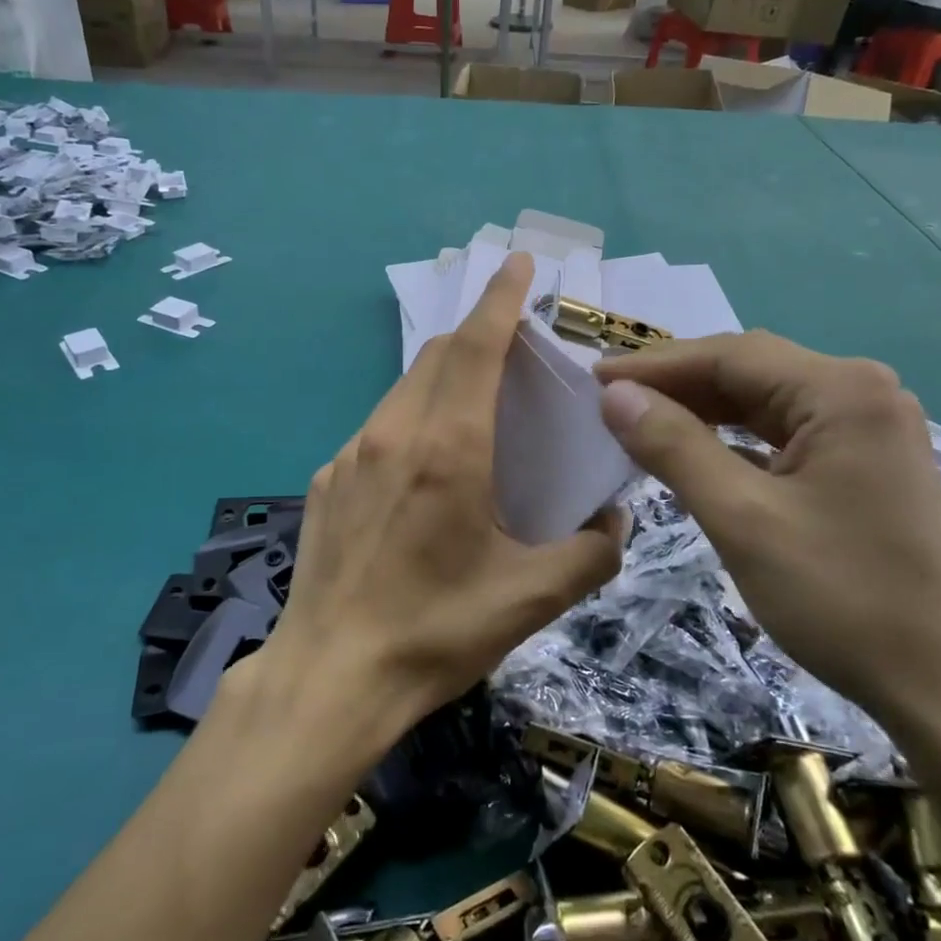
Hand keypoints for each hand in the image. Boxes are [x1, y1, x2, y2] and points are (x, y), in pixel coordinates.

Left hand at [262, 251, 624, 741]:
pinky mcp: (327, 480)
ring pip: (405, 388)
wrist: (331, 677)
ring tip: (475, 403)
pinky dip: (412, 419)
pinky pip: (378, 427)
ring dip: (444, 375)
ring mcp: (351, 455)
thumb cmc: (435, 632)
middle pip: (439, 355)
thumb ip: (590, 553)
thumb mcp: (530, 599)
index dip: (502, 298)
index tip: (518, 264)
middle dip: (478, 333)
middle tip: (514, 345)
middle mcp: (394, 435)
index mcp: (448, 449)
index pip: (477, 346)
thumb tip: (613, 522)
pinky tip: (424, 465)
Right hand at [594, 332, 940, 735]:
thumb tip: (614, 395)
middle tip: (608, 400)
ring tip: (639, 420)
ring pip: (764, 401)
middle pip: (749, 370)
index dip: (654, 365)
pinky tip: (695, 452)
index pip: (728, 356)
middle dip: (676, 384)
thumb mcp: (742, 519)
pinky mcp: (864, 464)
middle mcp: (862, 393)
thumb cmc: (842, 599)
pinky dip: (733, 439)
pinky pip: (783, 434)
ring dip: (702, 410)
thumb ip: (674, 447)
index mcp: (842, 391)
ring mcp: (868, 429)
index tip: (592, 378)